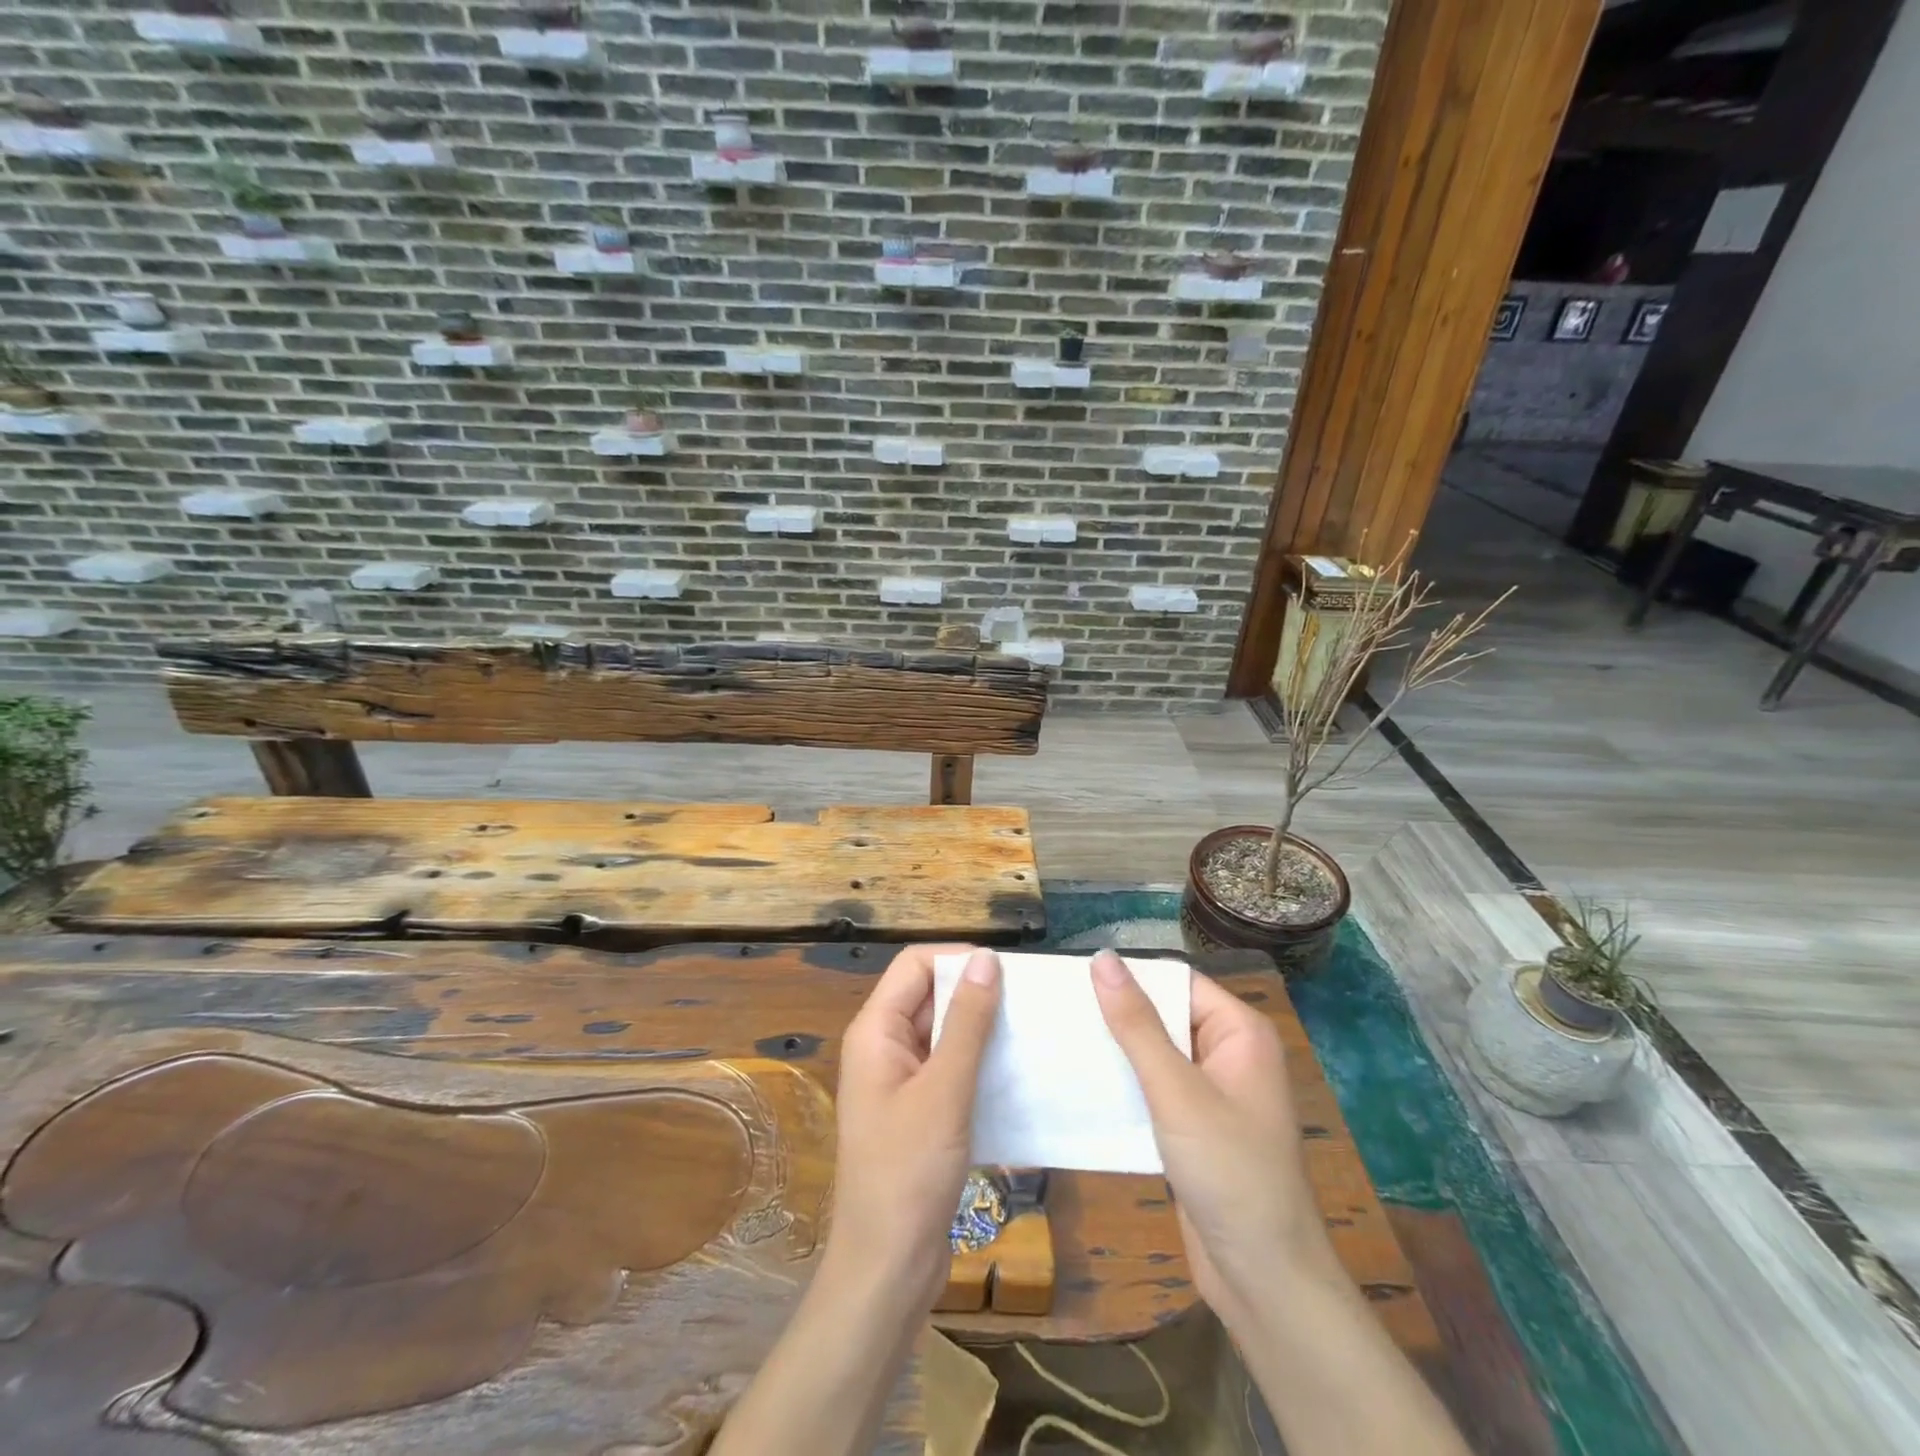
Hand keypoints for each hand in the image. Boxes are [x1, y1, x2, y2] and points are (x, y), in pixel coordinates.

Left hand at [825, 943, 1001, 1308]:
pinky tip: (1017, 1074)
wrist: (887, 1269)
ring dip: (982, 1030)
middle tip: (1030, 1002)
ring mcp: (900, 1080)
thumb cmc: (908, 1172)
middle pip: (930, 995)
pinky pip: (950, 1068)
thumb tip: (987, 959)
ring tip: (1032, 1032)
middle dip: (975, 993)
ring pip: (943, 1033)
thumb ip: (967, 1022)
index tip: (1009, 973)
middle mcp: (883, 1046)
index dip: (958, 960)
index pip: (915, 965)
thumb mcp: (945, 1090)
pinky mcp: (919, 1111)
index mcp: (875, 1030)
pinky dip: (979, 1063)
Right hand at [1091, 950, 1333, 1325]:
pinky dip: (1124, 1083)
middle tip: (1057, 1009)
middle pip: (1164, 1013)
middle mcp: (1229, 1051)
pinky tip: (1082, 1082)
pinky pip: (1154, 1086)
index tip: (1073, 978)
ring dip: (1115, 1049)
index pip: (1176, 980)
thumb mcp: (1176, 1091)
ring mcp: (1212, 1090)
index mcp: (1239, 1031)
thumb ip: (1137, 1024)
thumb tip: (1102, 957)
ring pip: (1155, 1051)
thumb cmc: (1229, 1171)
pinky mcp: (1195, 1124)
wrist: (1264, 1280)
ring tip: (1059, 1038)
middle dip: (1117, 1013)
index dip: (1129, 976)